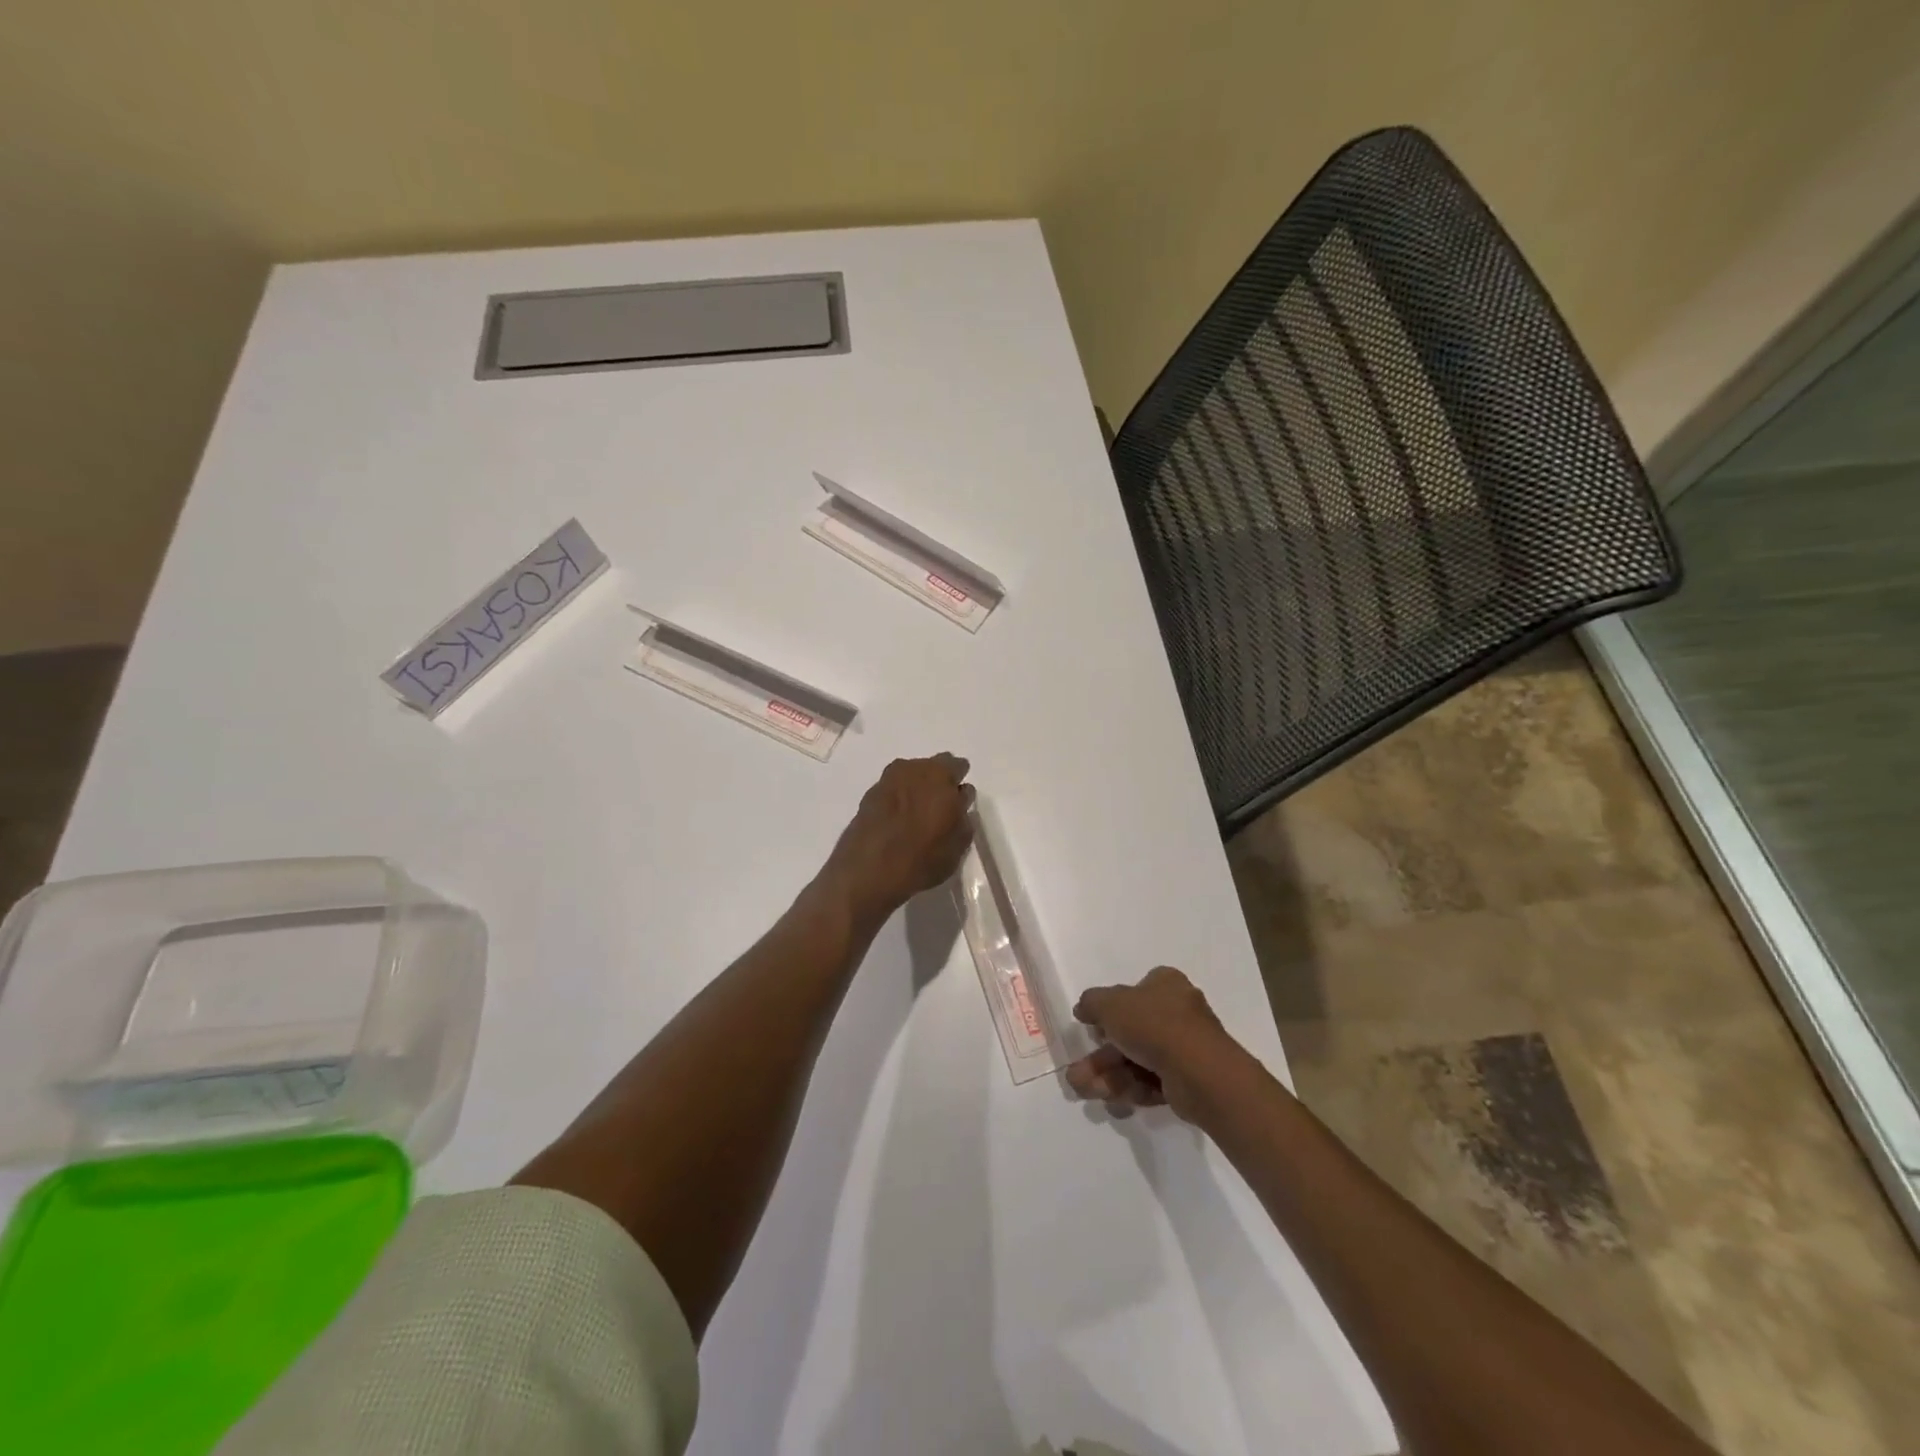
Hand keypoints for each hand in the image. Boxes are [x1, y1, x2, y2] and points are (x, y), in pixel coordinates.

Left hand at [820, 754, 974, 922]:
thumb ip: (963, 818)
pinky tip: (897, 820)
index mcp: (941, 775)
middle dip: (938, 782)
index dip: (959, 785)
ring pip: (911, 775)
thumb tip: (959, 805)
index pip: (959, 766)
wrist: (867, 870)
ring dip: (916, 788)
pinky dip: (898, 798)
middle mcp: (914, 768)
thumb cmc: (921, 859)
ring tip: (916, 815)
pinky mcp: (869, 793)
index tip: (958, 803)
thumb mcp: (958, 845)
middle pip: (933, 766)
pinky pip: (893, 789)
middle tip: (939, 807)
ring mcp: (888, 778)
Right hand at [1065, 966, 1242, 1120]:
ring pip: (1137, 1061)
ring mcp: (1185, 1048)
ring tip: (1085, 1090)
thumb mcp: (1110, 1004)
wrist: (1199, 1072)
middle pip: (1130, 1033)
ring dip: (1108, 1077)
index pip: (1134, 992)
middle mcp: (1177, 1012)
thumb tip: (1083, 1008)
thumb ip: (1091, 1002)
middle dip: (1100, 1057)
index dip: (1110, 1009)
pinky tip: (1112, 1101)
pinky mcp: (1188, 1080)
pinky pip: (1152, 1081)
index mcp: (1165, 985)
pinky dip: (1131, 1090)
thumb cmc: (1153, 1025)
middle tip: (1077, 1073)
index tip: (1092, 1027)